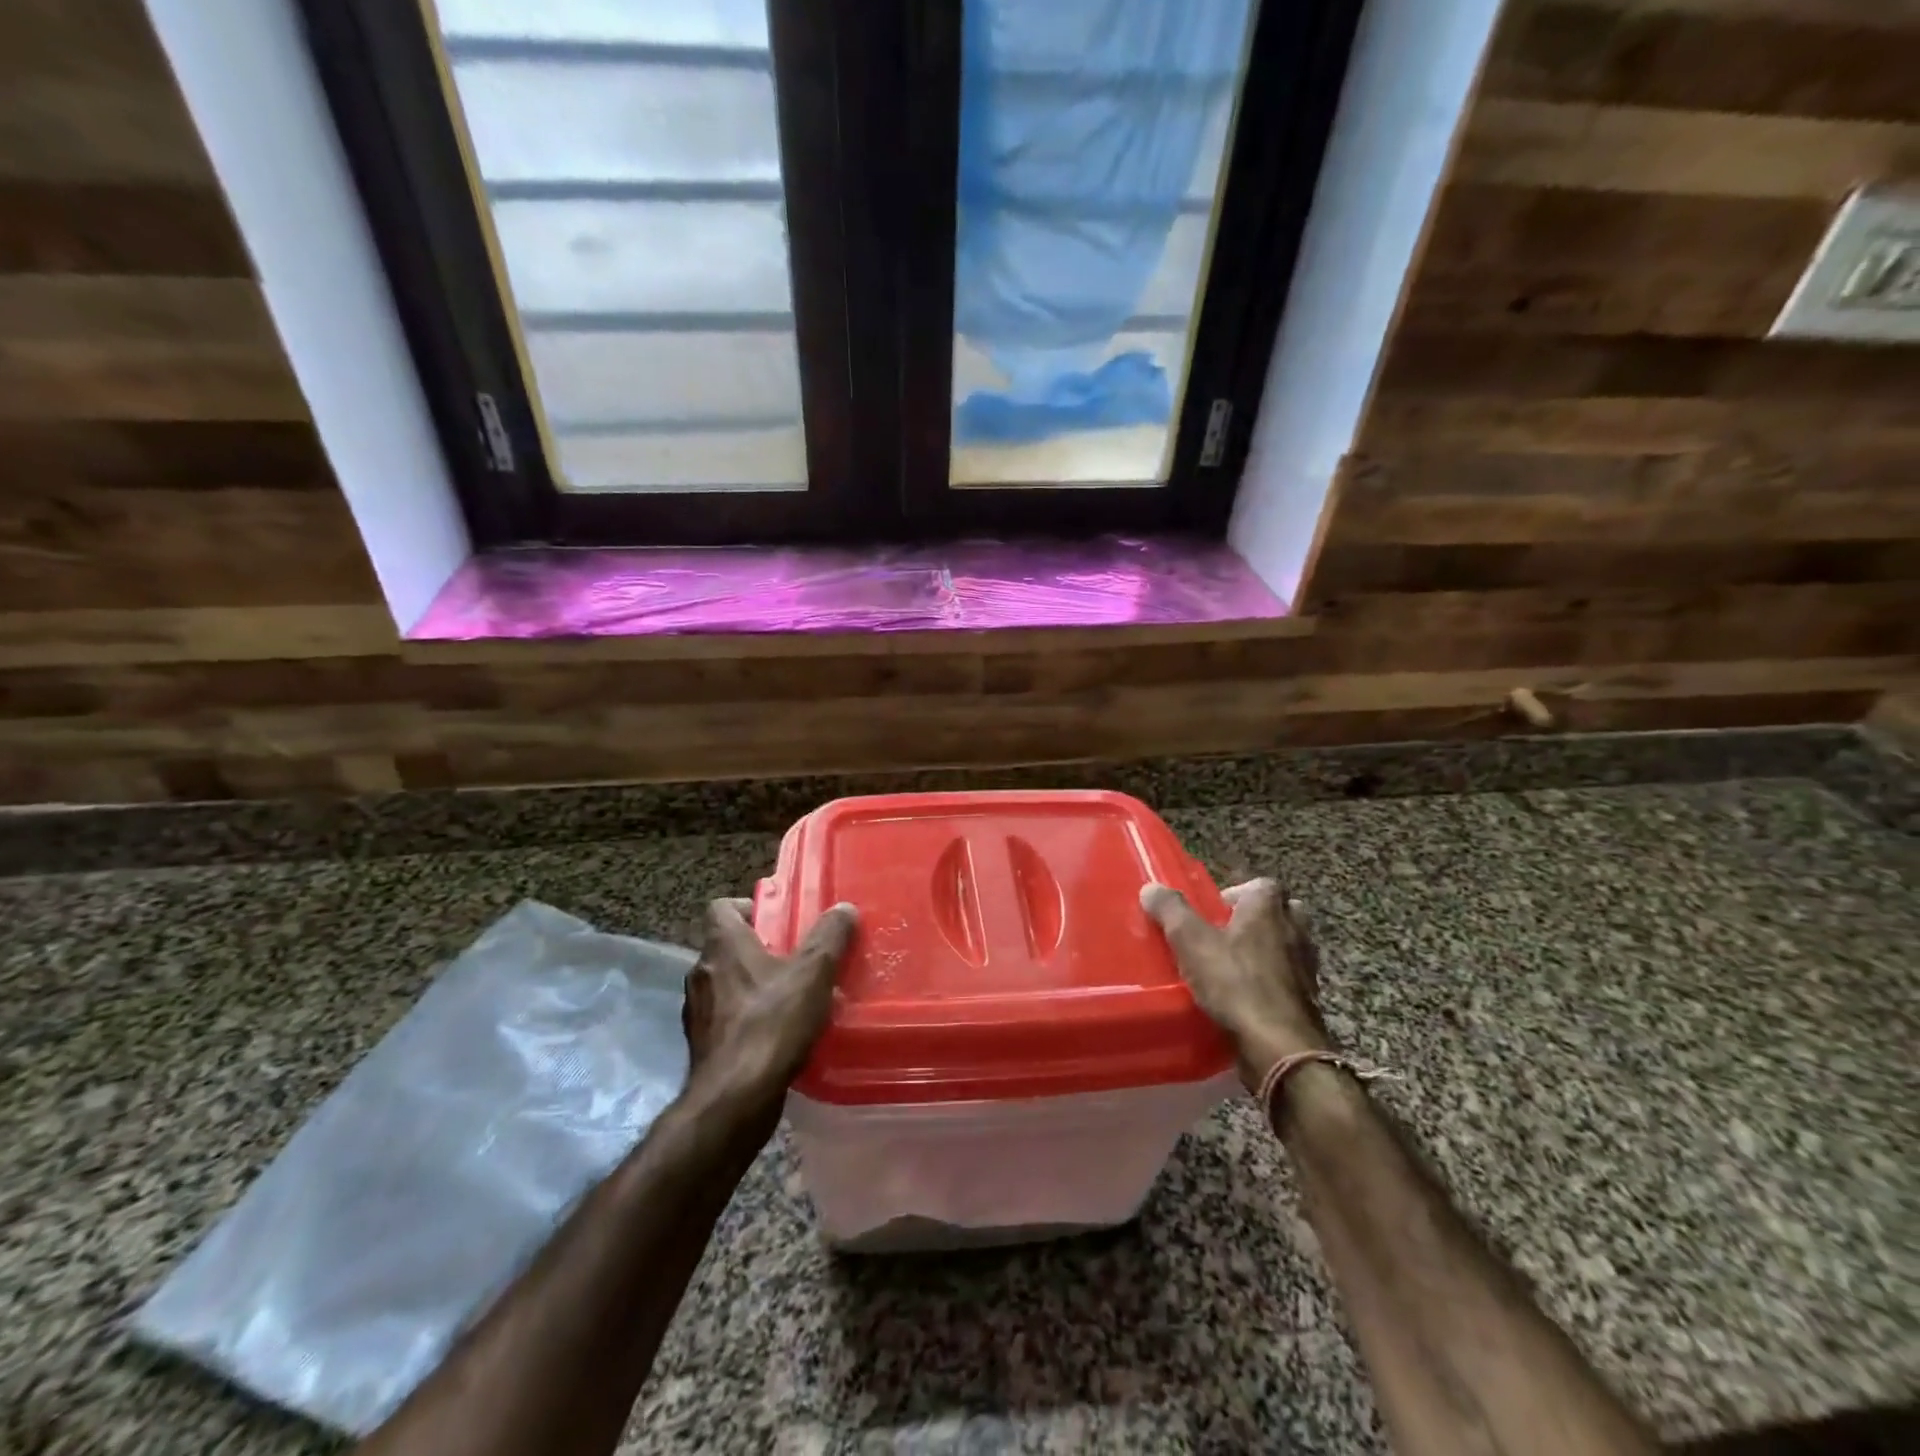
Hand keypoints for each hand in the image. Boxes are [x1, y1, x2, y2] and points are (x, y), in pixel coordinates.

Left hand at [680, 897, 857, 1123]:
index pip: (721, 908)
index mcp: (723, 946)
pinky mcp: (703, 1045)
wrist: (733, 1100)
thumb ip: (829, 937)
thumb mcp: (812, 974)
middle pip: (729, 946)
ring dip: (756, 985)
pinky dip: (750, 1018)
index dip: (749, 907)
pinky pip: (728, 1017)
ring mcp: (698, 1011)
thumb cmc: (771, 1024)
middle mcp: (702, 972)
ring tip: (794, 998)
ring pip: (729, 983)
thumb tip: (843, 908)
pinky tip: (779, 1034)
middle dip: (763, 949)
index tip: (780, 920)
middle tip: (799, 958)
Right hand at [1141, 877, 1331, 1091]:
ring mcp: (1306, 967)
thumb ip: (1171, 911)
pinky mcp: (1307, 1000)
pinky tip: (1246, 998)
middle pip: (1282, 912)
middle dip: (1258, 919)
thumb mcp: (1191, 941)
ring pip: (1288, 947)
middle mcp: (1294, 932)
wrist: (1279, 1046)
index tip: (1213, 909)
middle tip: (1226, 934)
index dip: (1237, 892)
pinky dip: (1271, 983)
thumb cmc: (1235, 983)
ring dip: (1266, 952)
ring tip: (1232, 967)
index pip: (1262, 884)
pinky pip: (1288, 980)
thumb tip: (1151, 887)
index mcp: (1269, 910)